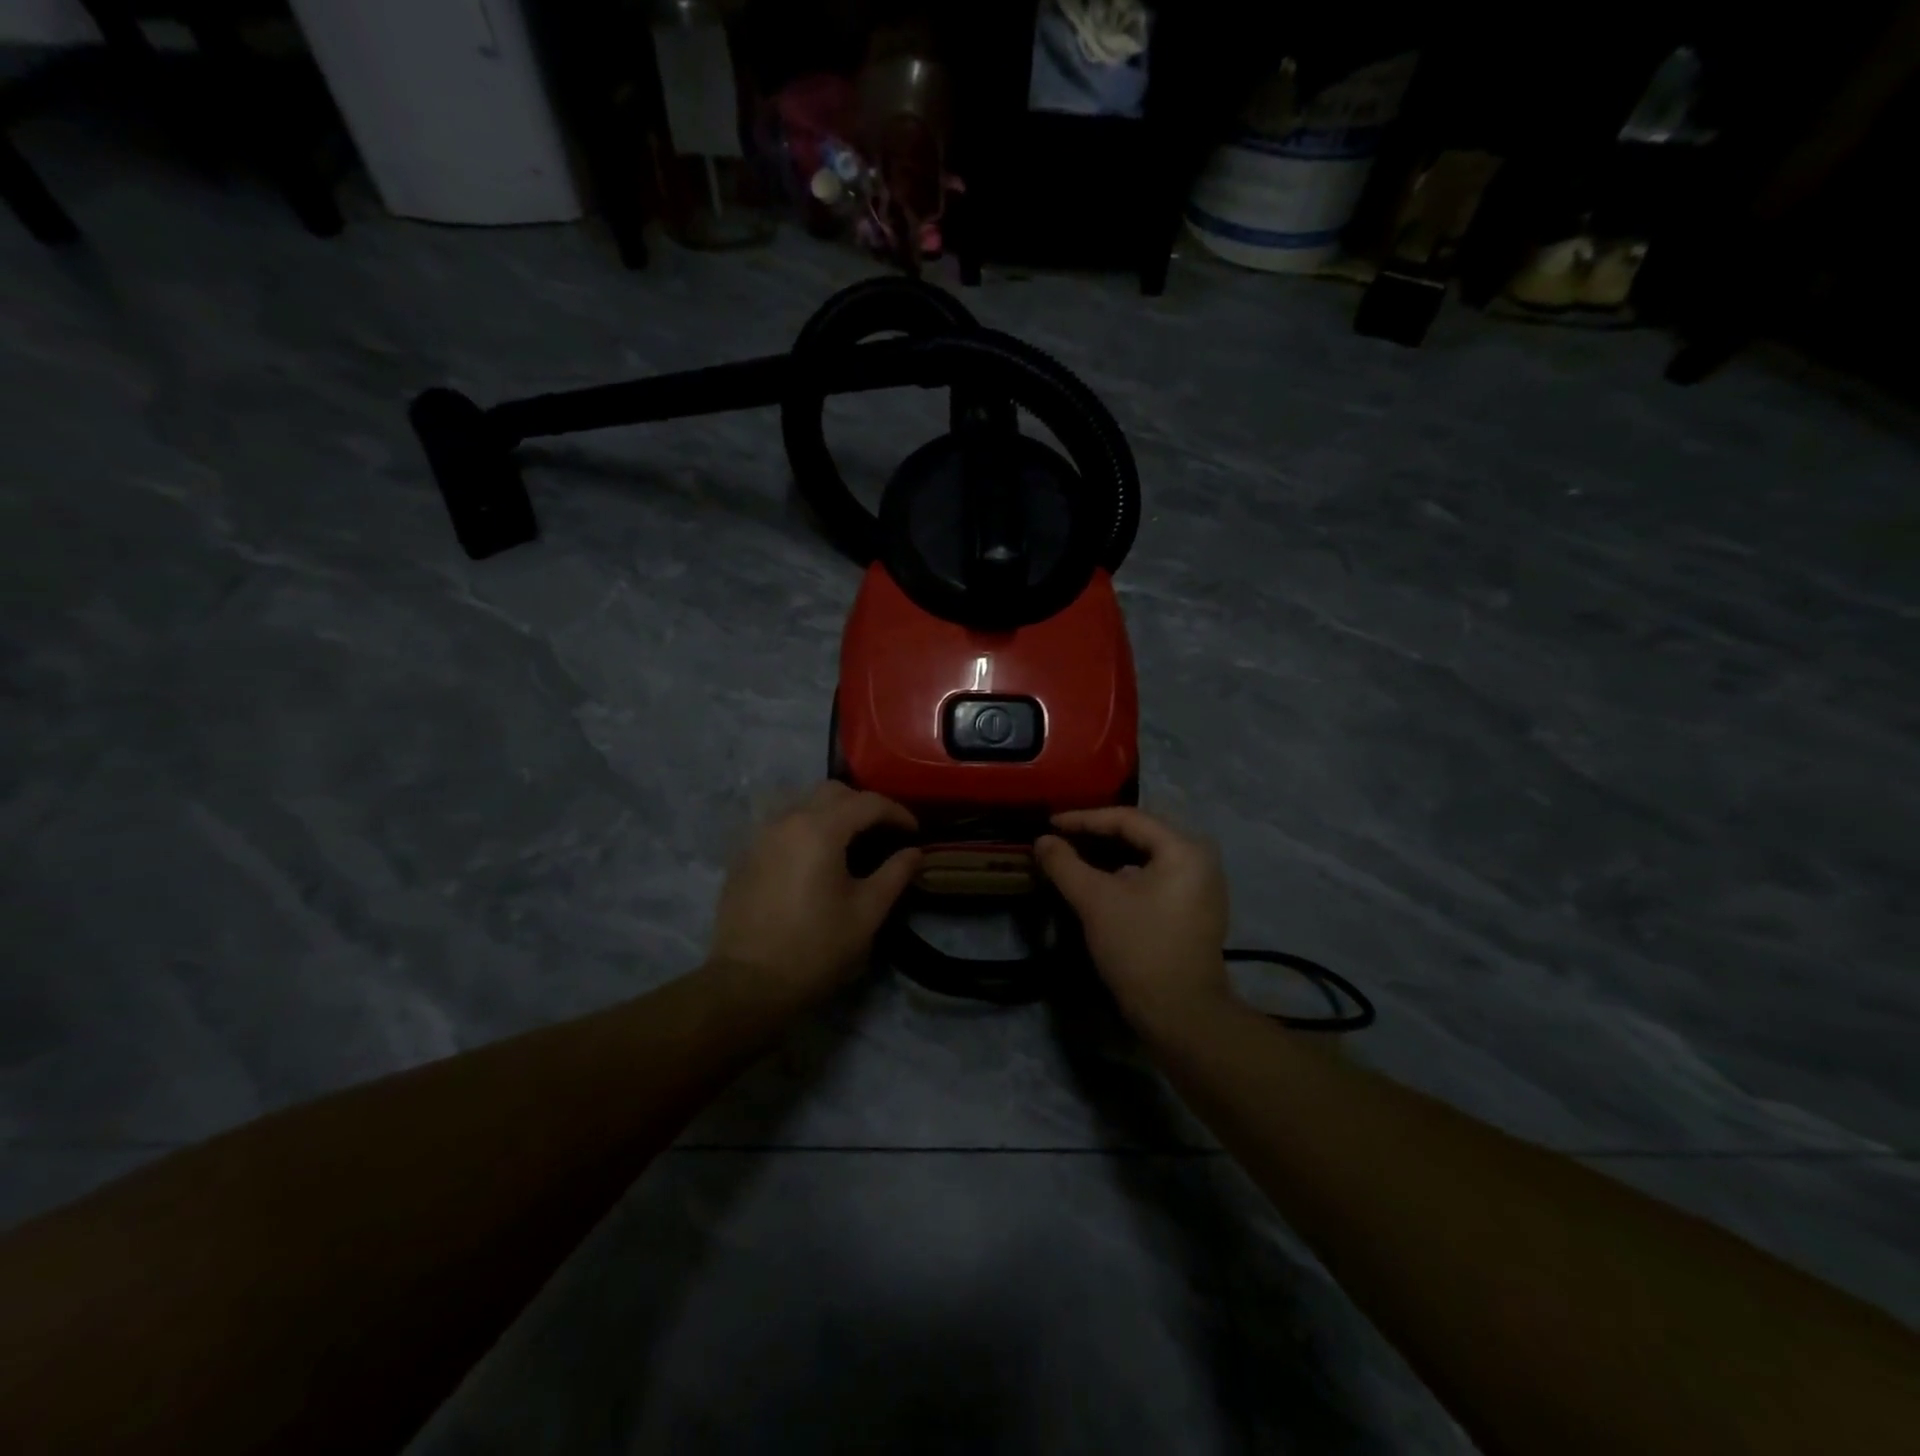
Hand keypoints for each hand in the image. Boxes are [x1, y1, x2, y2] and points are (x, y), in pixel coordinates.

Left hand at [708, 782, 921, 1007]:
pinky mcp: (744, 855)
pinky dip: (805, 830)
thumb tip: (914, 852)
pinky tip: (814, 860)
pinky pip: (781, 826)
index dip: (897, 813)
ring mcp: (760, 836)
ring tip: (849, 843)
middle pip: (832, 792)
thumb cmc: (816, 948)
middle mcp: (787, 820)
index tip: (914, 832)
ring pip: (802, 804)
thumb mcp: (866, 913)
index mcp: (820, 829)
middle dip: (862, 805)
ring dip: (831, 813)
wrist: (748, 984)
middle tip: (883, 832)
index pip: (868, 803)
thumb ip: (894, 874)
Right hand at [1035, 808, 1231, 1029]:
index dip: (1084, 818)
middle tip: (1060, 836)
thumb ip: (1065, 864)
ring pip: (1146, 858)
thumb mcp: (1095, 901)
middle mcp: (1200, 859)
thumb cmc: (1139, 948)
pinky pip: (1155, 878)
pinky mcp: (1195, 910)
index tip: (1050, 823)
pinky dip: (1125, 875)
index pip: (1127, 818)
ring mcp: (1202, 887)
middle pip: (1140, 834)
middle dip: (1097, 834)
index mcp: (1183, 849)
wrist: (1181, 1015)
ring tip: (1074, 857)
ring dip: (1109, 856)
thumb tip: (1042, 840)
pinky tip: (1099, 883)